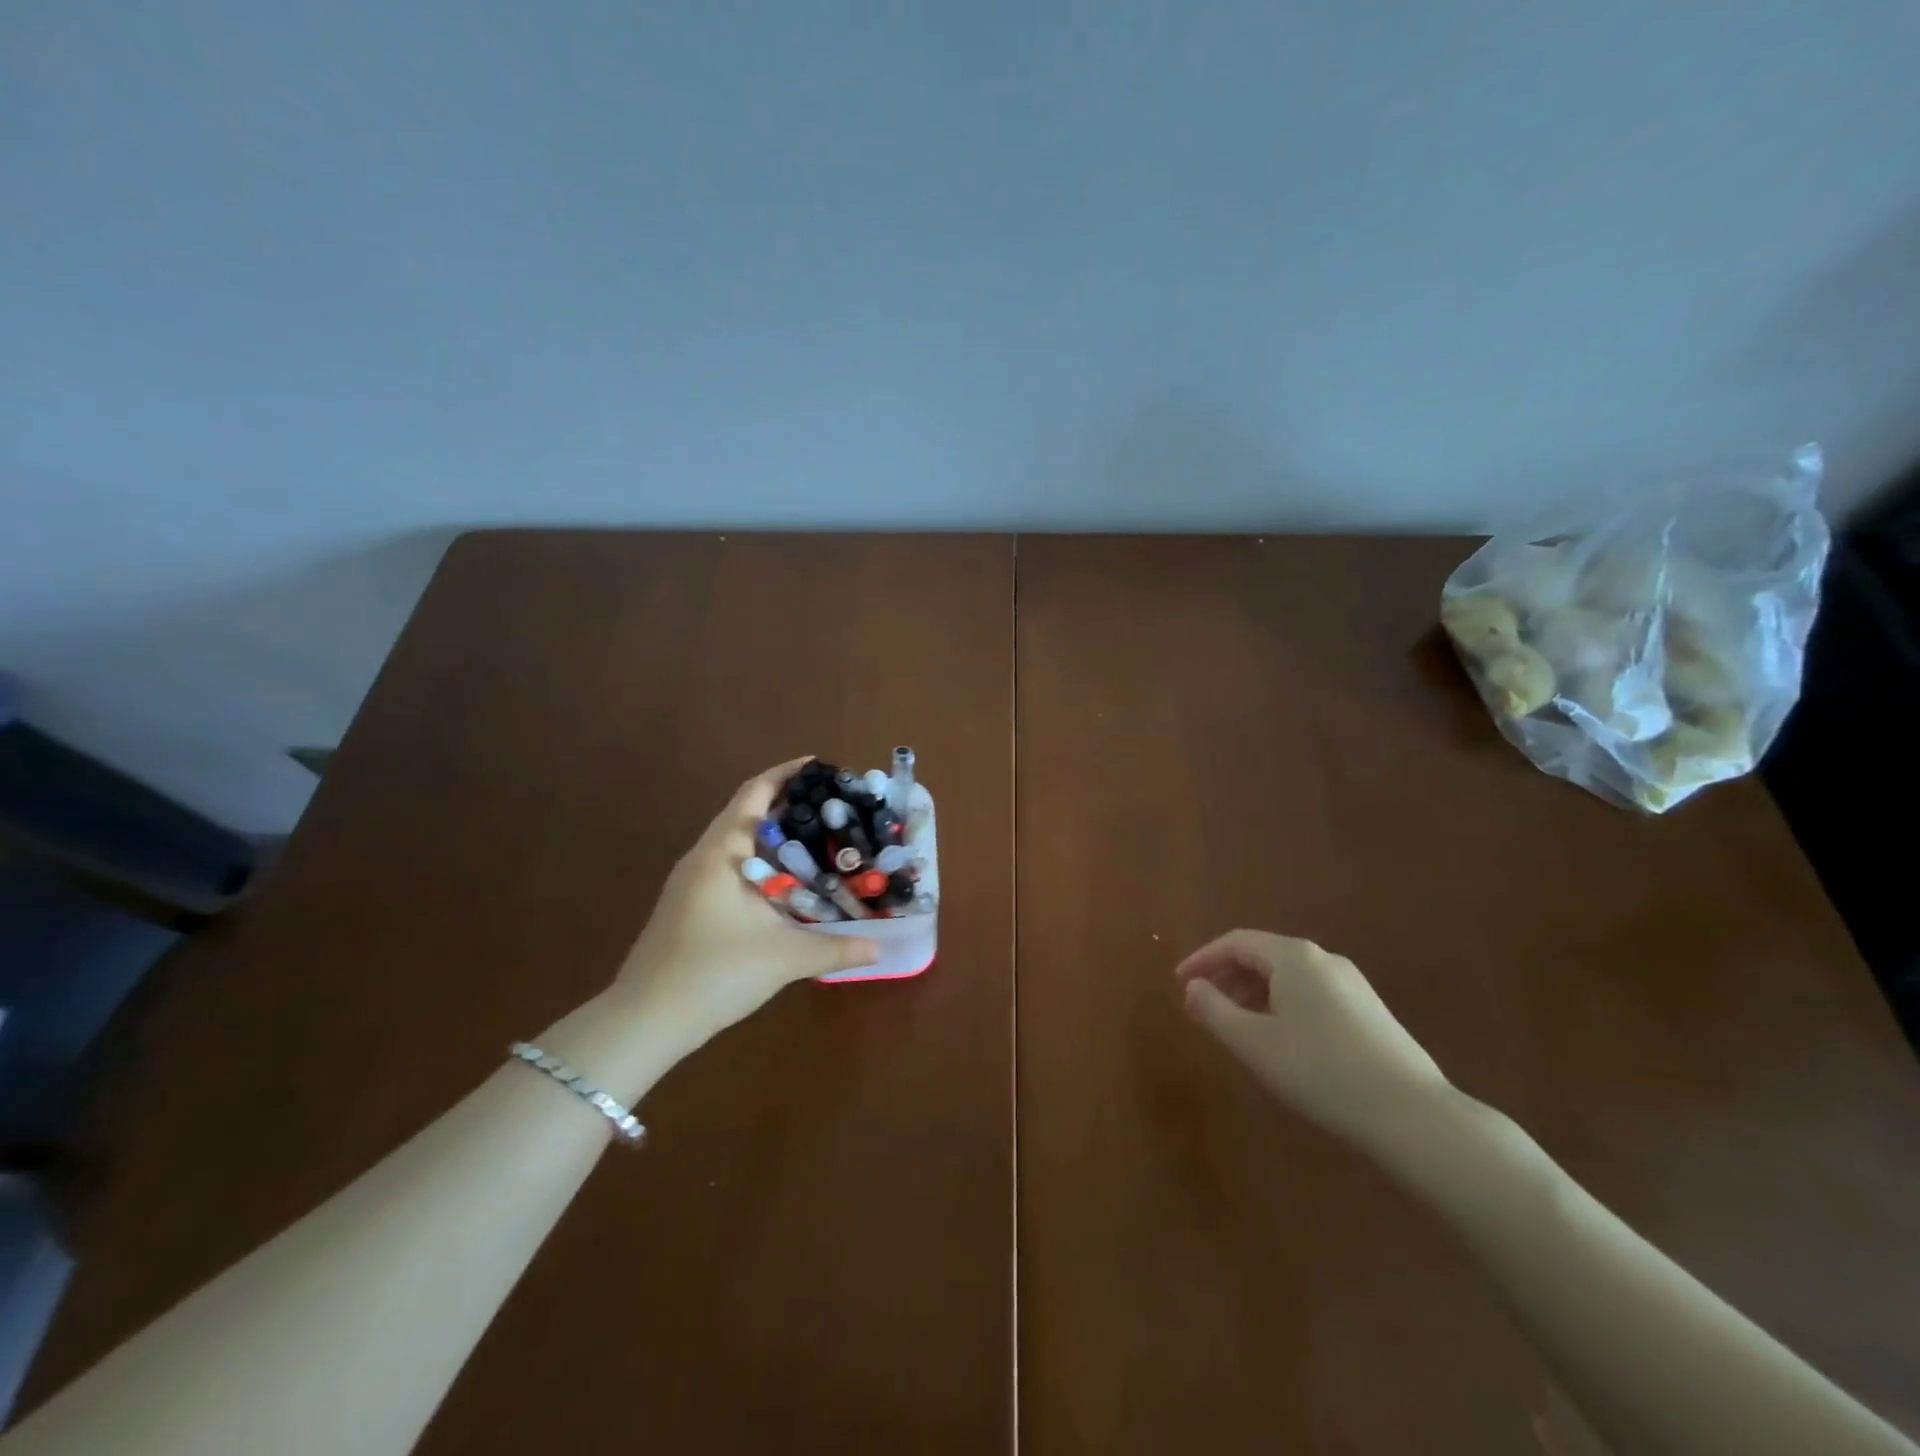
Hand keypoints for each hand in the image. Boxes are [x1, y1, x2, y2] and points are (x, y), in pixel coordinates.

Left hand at [610, 759, 880, 1057]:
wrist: (646, 1019)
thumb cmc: (714, 973)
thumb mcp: (784, 958)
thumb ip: (836, 948)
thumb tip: (880, 948)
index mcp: (722, 853)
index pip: (754, 794)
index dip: (786, 774)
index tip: (819, 766)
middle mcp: (704, 856)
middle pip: (746, 812)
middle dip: (786, 803)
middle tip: (829, 805)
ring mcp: (691, 880)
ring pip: (737, 840)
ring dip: (772, 833)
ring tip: (815, 837)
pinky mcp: (688, 903)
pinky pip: (730, 863)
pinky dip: (760, 859)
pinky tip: (784, 882)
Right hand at [1177, 930, 1449, 1148]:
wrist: (1412, 1115)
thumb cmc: (1320, 1071)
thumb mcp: (1254, 1043)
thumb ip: (1214, 1010)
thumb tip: (1193, 987)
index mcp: (1294, 957)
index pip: (1235, 942)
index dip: (1202, 959)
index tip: (1179, 983)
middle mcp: (1324, 960)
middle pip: (1262, 956)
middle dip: (1226, 978)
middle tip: (1201, 1007)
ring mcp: (1352, 985)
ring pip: (1287, 977)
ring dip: (1252, 994)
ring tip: (1233, 1026)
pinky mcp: (1369, 1012)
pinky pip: (1310, 994)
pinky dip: (1280, 1005)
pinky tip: (1278, 1039)